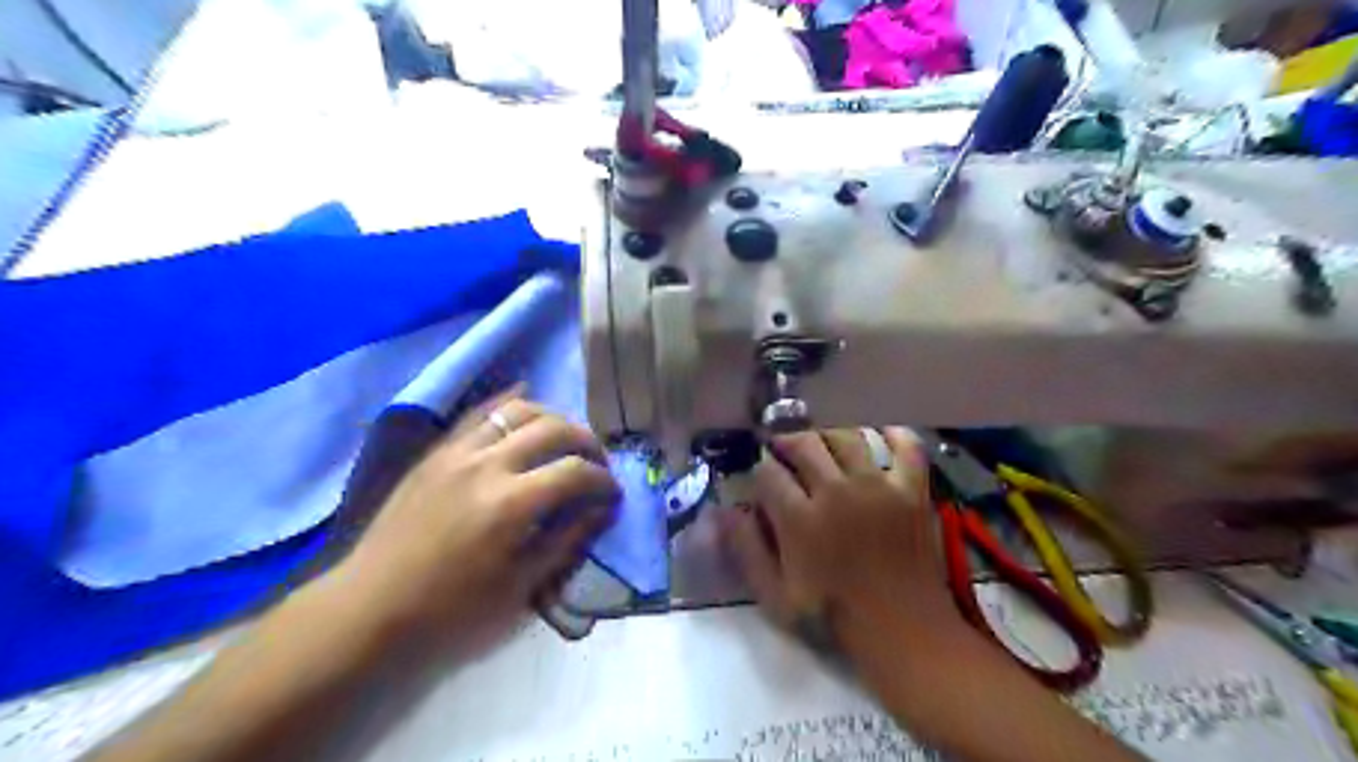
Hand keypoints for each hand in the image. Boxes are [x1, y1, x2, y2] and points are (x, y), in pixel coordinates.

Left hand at [333, 393, 620, 654]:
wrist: (370, 609)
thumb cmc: (450, 612)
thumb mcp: (520, 586)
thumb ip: (567, 539)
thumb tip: (602, 509)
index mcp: (510, 504)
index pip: (576, 472)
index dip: (604, 481)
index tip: (613, 495)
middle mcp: (487, 464)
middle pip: (555, 429)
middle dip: (588, 443)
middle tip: (596, 465)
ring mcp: (457, 452)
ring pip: (519, 410)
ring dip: (553, 419)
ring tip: (564, 440)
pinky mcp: (436, 452)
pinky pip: (479, 412)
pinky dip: (508, 402)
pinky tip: (525, 398)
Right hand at [714, 428, 959, 642]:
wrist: (903, 629)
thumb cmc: (833, 615)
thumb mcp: (775, 596)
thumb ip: (747, 549)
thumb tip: (723, 511)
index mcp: (800, 518)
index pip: (768, 472)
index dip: (758, 470)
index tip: (760, 478)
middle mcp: (836, 491)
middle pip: (804, 443)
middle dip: (786, 441)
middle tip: (782, 449)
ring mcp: (878, 486)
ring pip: (847, 436)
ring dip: (828, 434)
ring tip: (821, 443)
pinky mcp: (911, 489)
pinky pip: (906, 446)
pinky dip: (894, 434)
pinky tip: (880, 433)